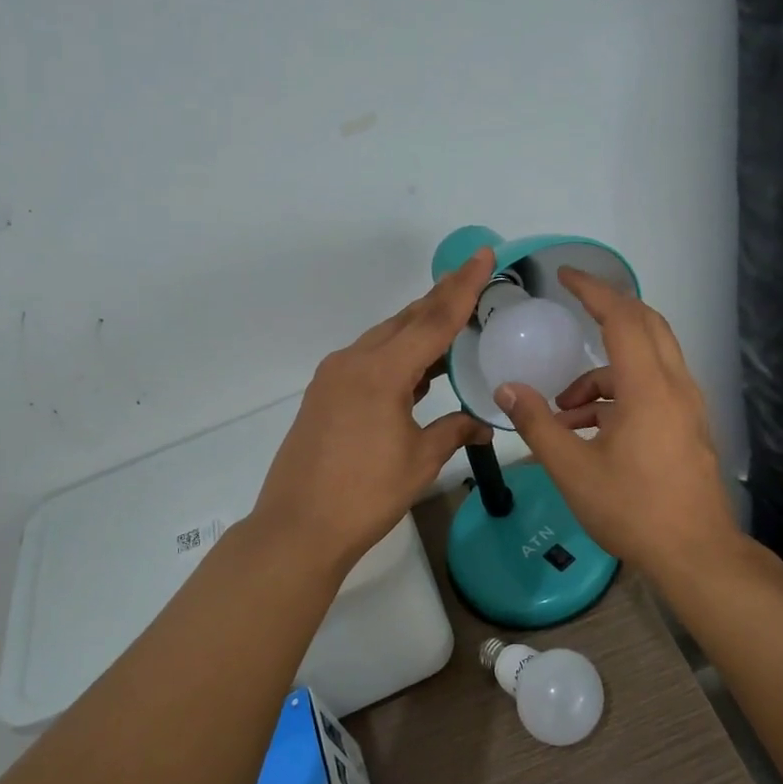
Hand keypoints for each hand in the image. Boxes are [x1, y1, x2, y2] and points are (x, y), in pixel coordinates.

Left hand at [252, 249, 496, 571]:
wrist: (298, 528)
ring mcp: (334, 376)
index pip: (434, 320)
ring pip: (385, 338)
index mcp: (381, 372)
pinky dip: (397, 355)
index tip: (483, 255)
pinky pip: (369, 359)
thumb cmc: (365, 495)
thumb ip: (454, 431)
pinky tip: (418, 368)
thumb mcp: (419, 460)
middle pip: (406, 320)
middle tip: (474, 277)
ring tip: (453, 320)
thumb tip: (483, 424)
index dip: (464, 287)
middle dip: (441, 299)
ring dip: (418, 328)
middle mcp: (354, 362)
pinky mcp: (324, 393)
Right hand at [495, 269, 737, 576]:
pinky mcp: (688, 426)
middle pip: (646, 325)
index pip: (622, 317)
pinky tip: (589, 431)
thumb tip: (507, 389)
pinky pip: (653, 389)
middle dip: (607, 313)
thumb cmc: (632, 509)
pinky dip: (619, 394)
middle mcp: (675, 386)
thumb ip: (538, 424)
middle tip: (572, 313)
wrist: (696, 554)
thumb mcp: (573, 469)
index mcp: (648, 388)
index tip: (565, 276)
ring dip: (604, 372)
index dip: (593, 290)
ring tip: (564, 411)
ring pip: (648, 361)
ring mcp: (687, 407)